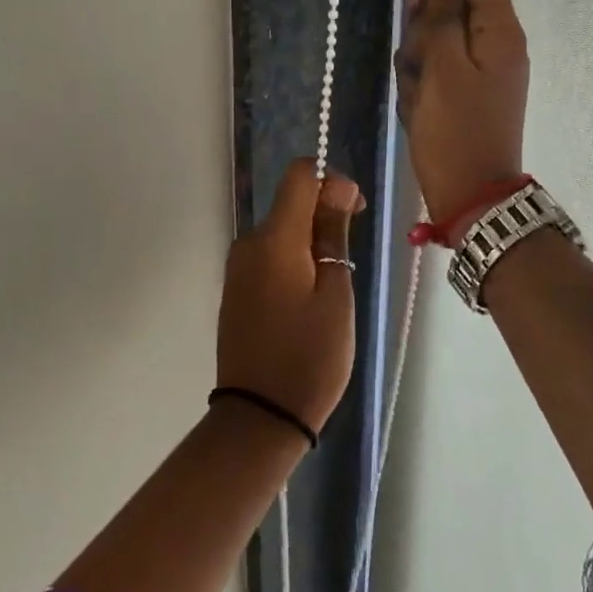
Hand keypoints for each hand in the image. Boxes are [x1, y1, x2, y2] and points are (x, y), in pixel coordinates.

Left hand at [216, 159, 363, 434]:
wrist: (259, 416)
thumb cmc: (309, 357)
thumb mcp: (335, 295)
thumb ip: (333, 235)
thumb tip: (336, 191)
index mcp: (274, 239)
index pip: (299, 174)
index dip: (332, 181)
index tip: (355, 213)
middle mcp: (249, 243)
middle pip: (291, 203)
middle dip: (325, 215)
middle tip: (351, 259)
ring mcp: (238, 267)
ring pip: (282, 231)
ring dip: (312, 242)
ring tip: (333, 288)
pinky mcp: (236, 289)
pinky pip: (269, 256)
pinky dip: (294, 261)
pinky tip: (309, 298)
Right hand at [395, 0, 528, 217]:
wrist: (470, 197)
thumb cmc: (455, 133)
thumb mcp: (443, 68)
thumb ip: (445, 13)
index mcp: (500, 28)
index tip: (417, 6)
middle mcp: (495, 39)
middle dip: (423, 23)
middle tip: (418, 57)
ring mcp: (480, 65)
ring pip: (437, 33)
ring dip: (417, 56)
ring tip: (418, 91)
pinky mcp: (465, 87)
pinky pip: (436, 65)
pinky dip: (421, 81)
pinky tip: (418, 106)